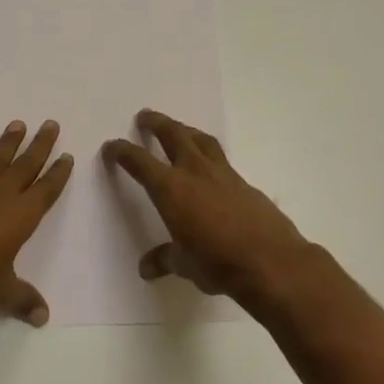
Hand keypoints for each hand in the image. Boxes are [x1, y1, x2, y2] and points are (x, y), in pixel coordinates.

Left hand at [0, 120, 73, 326]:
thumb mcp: (1, 294)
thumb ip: (23, 300)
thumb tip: (42, 318)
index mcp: (21, 216)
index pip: (46, 189)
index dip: (58, 173)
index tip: (66, 156)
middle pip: (26, 165)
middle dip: (40, 145)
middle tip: (50, 124)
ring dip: (8, 143)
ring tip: (18, 125)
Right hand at [102, 109, 311, 308]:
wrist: (271, 261)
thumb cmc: (217, 263)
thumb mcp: (184, 264)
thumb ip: (165, 259)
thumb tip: (147, 267)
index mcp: (171, 189)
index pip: (140, 162)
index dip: (123, 152)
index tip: (112, 146)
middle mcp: (195, 173)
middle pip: (174, 136)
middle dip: (157, 124)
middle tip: (145, 116)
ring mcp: (224, 175)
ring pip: (202, 141)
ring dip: (187, 131)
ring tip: (180, 129)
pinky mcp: (246, 185)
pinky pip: (223, 161)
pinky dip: (211, 156)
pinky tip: (211, 169)